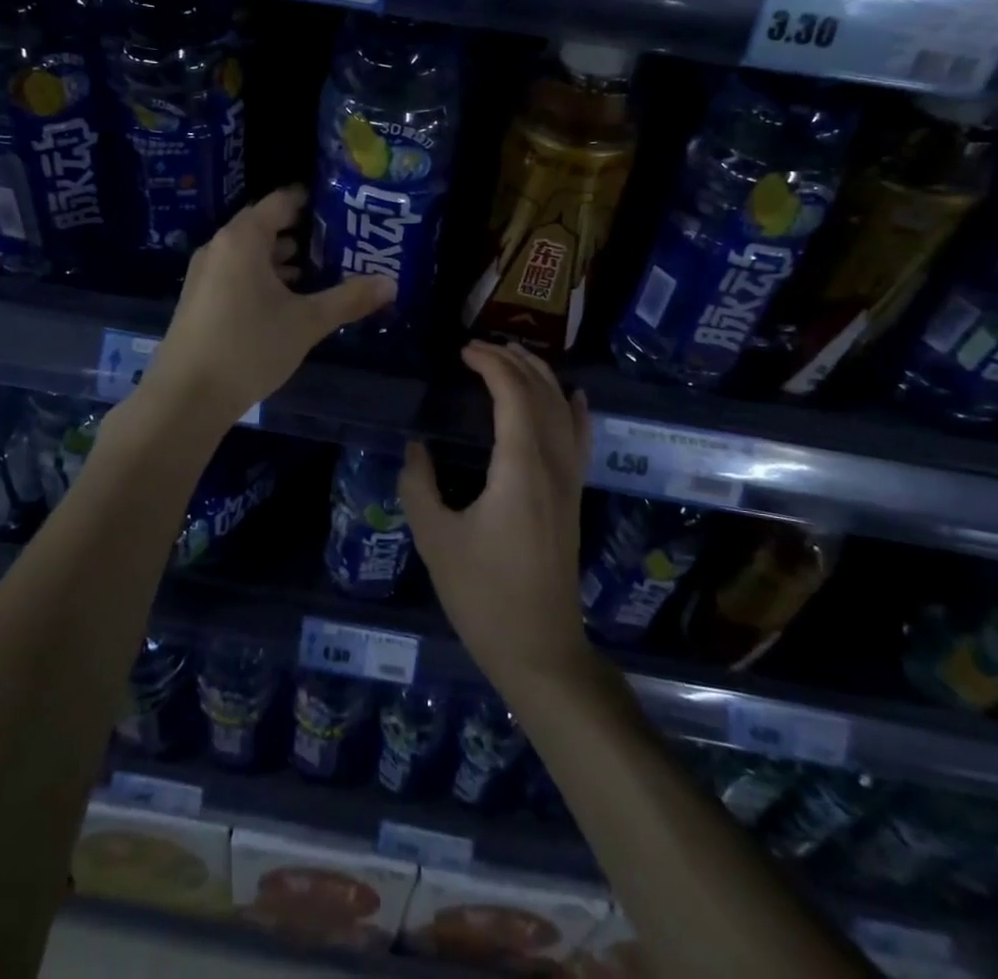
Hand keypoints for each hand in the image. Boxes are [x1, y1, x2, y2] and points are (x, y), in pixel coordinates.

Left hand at [140, 186, 393, 427]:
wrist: (186, 396)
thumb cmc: (249, 346)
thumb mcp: (306, 322)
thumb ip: (349, 299)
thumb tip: (391, 283)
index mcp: (243, 239)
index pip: (280, 202)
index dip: (311, 201)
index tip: (342, 206)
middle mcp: (220, 247)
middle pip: (265, 226)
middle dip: (303, 233)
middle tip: (342, 242)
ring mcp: (206, 274)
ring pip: (251, 253)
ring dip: (284, 259)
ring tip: (322, 271)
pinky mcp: (201, 299)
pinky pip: (238, 274)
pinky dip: (265, 277)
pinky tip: (290, 300)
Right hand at [399, 342, 595, 691]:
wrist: (539, 648)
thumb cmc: (482, 595)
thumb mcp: (435, 539)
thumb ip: (419, 485)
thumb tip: (416, 447)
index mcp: (520, 466)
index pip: (512, 393)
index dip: (490, 364)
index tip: (463, 352)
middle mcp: (552, 463)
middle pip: (541, 393)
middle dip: (512, 361)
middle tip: (479, 348)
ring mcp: (570, 479)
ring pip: (563, 410)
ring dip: (540, 376)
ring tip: (515, 355)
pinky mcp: (574, 496)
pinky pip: (581, 439)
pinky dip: (576, 410)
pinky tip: (574, 395)